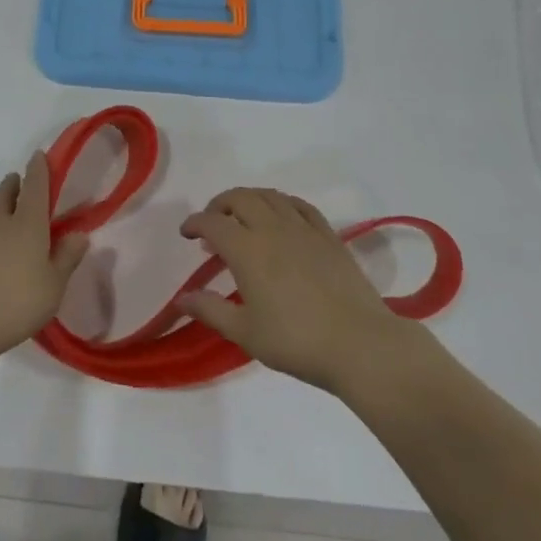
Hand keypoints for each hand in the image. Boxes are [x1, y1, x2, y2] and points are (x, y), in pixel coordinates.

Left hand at [0, 152, 90, 364]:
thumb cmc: (17, 300)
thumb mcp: (54, 284)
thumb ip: (67, 257)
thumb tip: (80, 234)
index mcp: (28, 223)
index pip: (35, 187)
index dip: (38, 169)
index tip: (38, 155)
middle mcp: (1, 223)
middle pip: (5, 194)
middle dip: (13, 184)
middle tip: (18, 180)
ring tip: (5, 209)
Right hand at [178, 188, 422, 393]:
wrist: (359, 344)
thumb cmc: (296, 341)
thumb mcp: (245, 332)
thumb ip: (211, 310)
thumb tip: (182, 297)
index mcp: (247, 249)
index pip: (213, 223)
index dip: (195, 223)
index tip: (186, 233)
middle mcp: (273, 228)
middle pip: (240, 198)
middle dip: (220, 204)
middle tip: (212, 222)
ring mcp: (304, 228)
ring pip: (270, 196)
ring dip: (249, 199)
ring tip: (243, 216)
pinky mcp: (328, 235)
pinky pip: (300, 205)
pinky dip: (282, 203)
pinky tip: (281, 216)